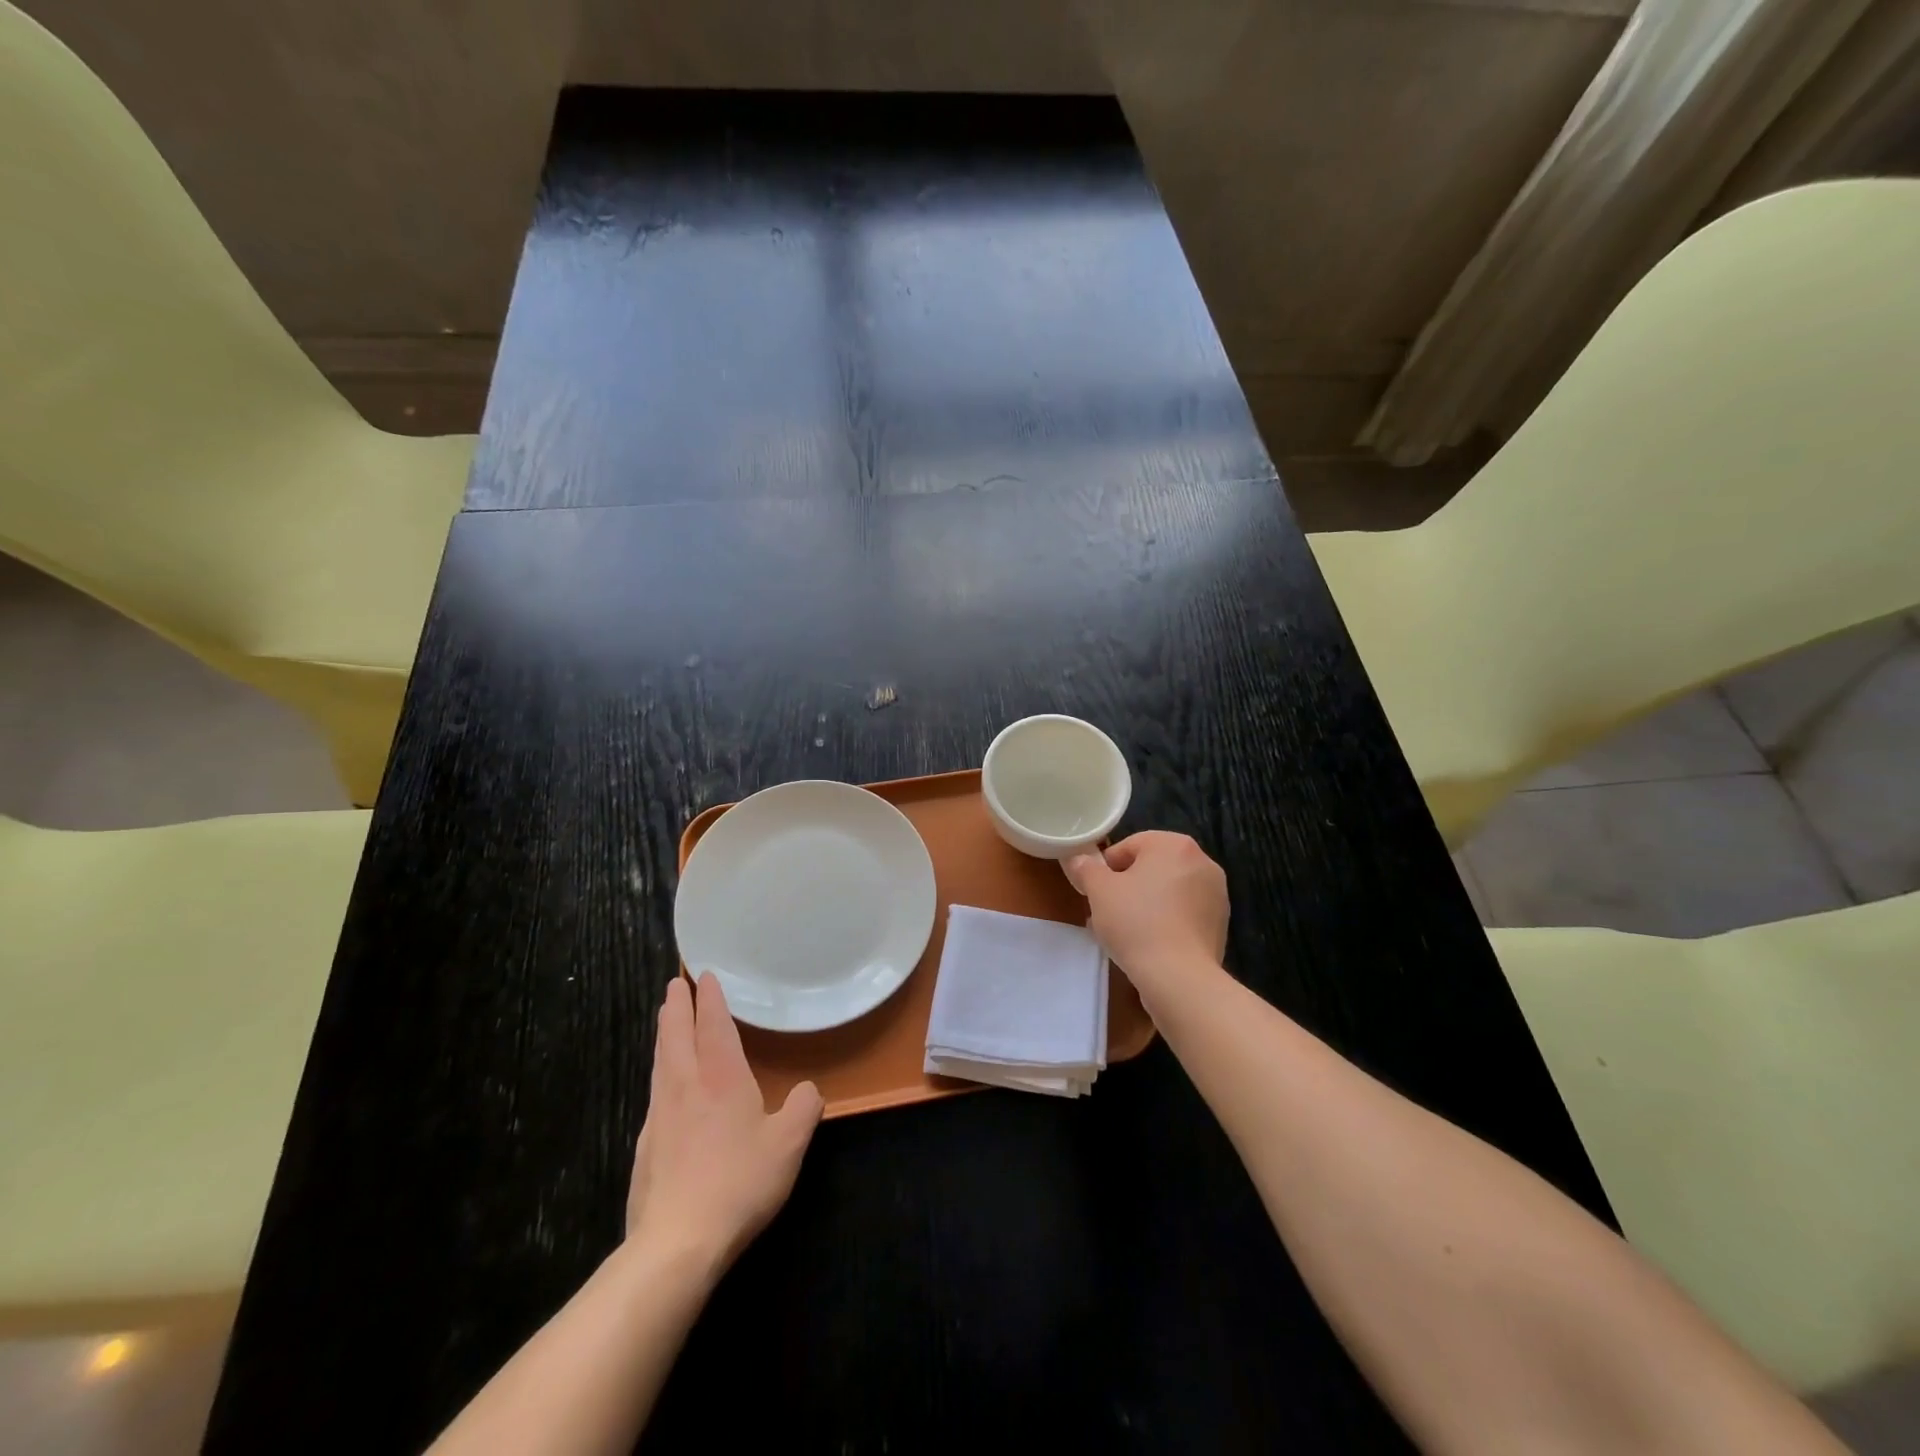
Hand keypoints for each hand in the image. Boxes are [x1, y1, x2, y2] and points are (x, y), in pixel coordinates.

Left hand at [625, 974, 822, 1273]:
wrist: (676, 1243)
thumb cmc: (739, 1182)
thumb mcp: (789, 1144)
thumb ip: (804, 1108)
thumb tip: (808, 1090)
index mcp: (721, 1077)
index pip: (713, 1026)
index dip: (710, 999)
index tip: (703, 976)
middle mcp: (686, 1086)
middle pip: (676, 1035)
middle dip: (677, 1006)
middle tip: (675, 984)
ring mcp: (660, 1116)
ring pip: (661, 1062)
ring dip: (664, 1035)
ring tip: (665, 1022)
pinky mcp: (646, 1146)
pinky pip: (656, 1093)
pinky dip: (661, 1073)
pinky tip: (665, 1087)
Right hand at [1063, 831, 1228, 988]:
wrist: (1179, 977)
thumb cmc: (1136, 922)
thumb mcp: (1098, 890)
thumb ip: (1086, 868)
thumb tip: (1078, 859)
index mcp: (1175, 845)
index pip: (1129, 846)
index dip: (1106, 868)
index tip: (1095, 892)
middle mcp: (1202, 862)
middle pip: (1151, 867)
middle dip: (1126, 887)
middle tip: (1106, 912)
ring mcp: (1216, 894)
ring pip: (1167, 892)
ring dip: (1145, 904)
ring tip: (1124, 932)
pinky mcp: (1219, 924)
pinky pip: (1183, 914)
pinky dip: (1165, 922)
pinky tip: (1147, 944)